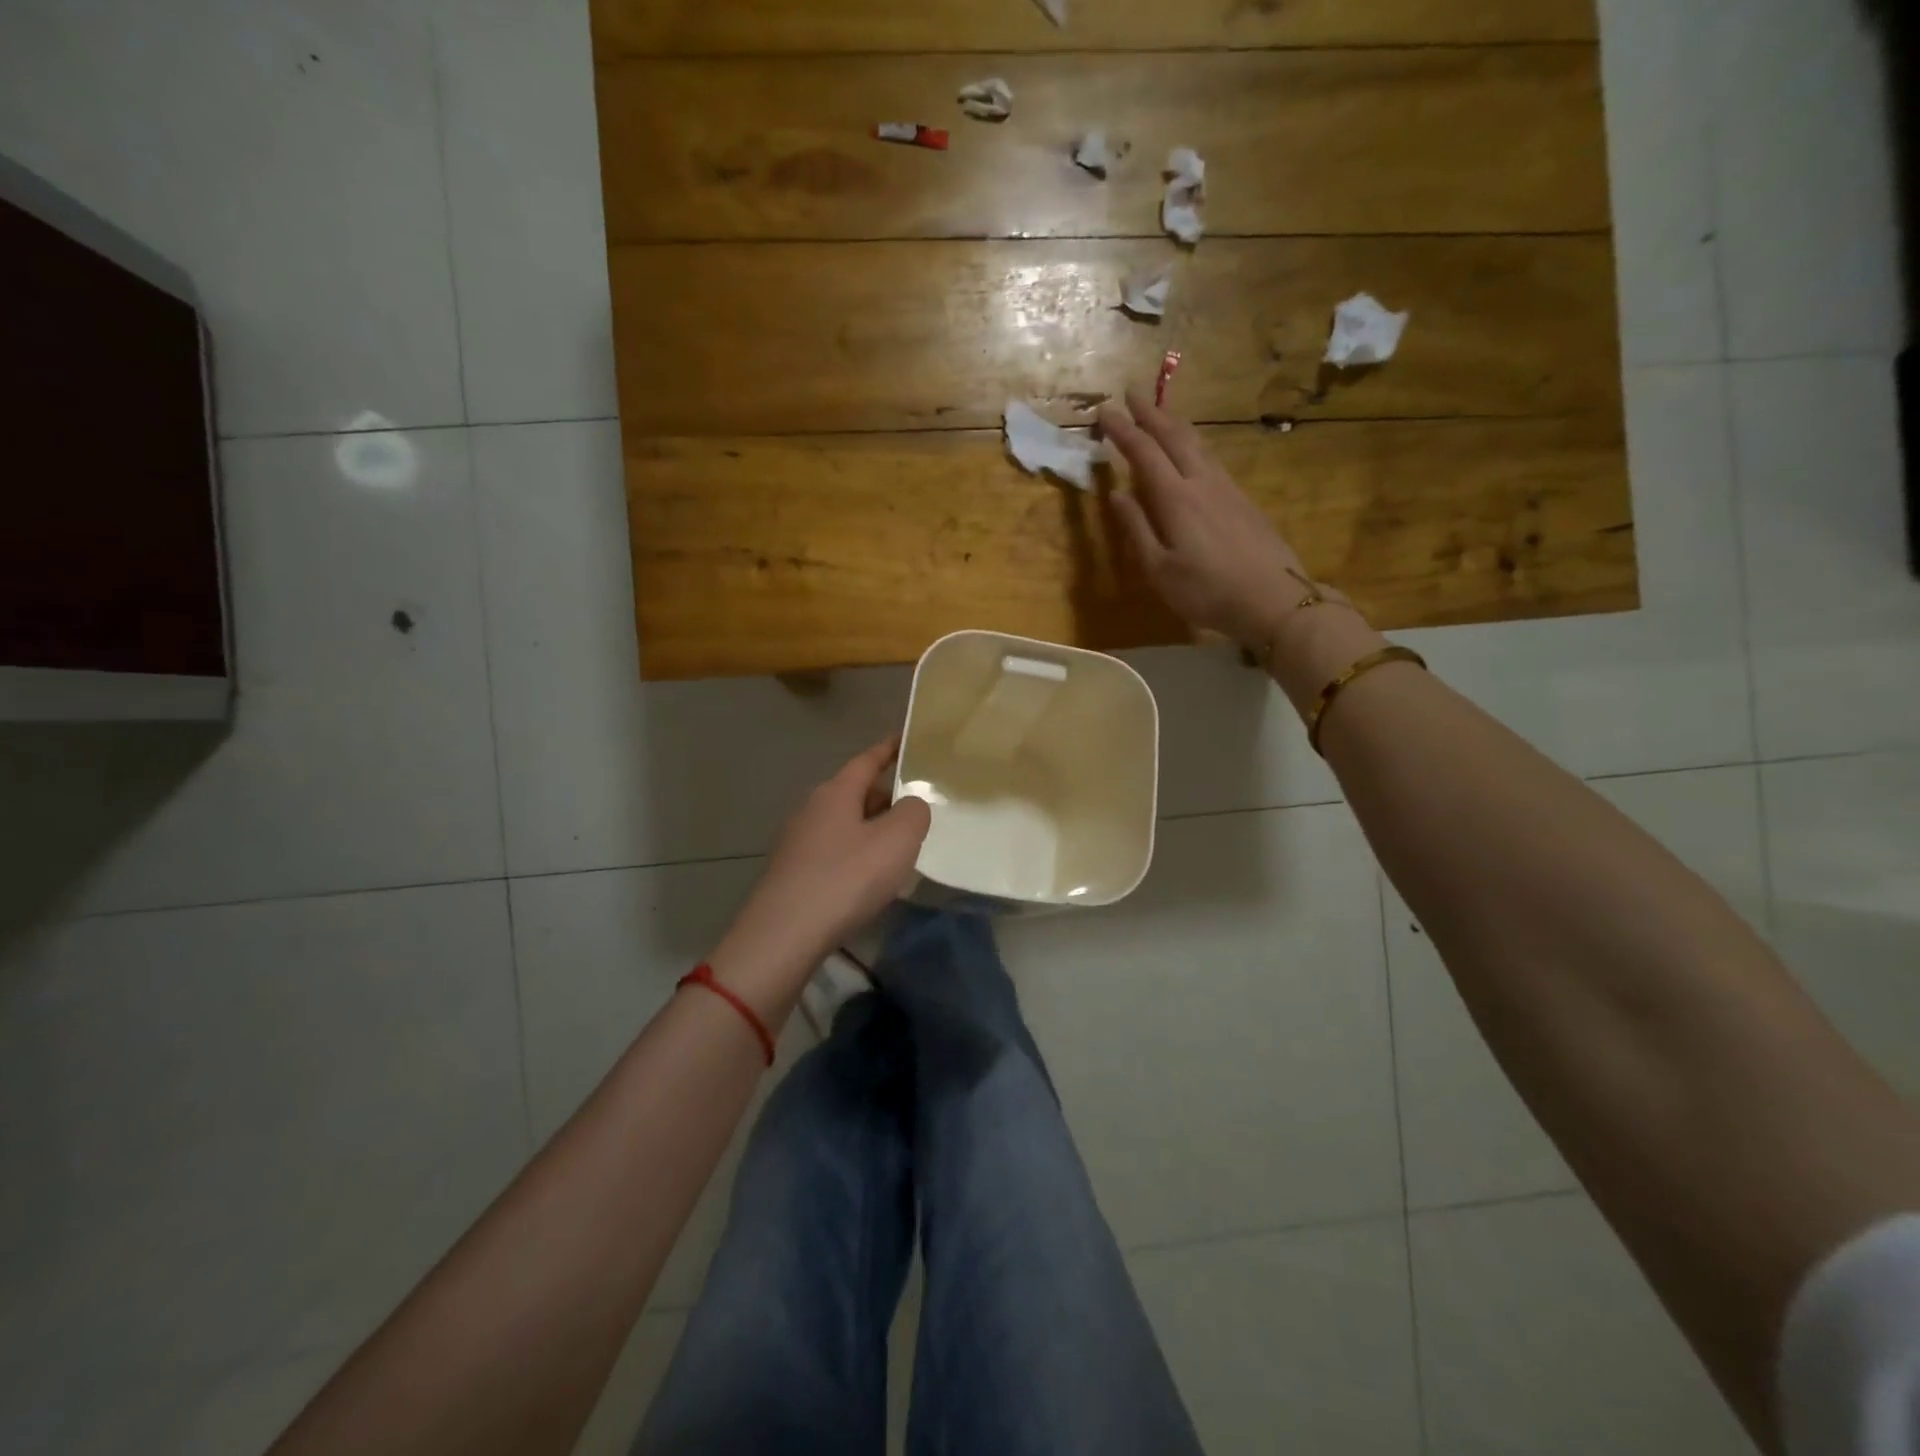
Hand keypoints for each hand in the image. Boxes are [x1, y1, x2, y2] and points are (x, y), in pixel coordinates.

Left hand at [709, 738, 931, 1014]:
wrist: (784, 936)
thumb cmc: (846, 879)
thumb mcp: (896, 840)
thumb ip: (914, 812)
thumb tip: (912, 804)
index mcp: (836, 792)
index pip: (867, 760)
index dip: (889, 750)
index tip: (908, 741)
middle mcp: (812, 809)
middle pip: (856, 793)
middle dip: (886, 796)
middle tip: (919, 804)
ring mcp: (798, 842)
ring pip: (845, 825)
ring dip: (873, 829)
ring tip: (902, 844)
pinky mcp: (793, 874)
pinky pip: (835, 852)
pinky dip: (857, 855)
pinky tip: (872, 878)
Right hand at [1099, 388, 1317, 650]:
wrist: (1273, 598)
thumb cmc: (1206, 591)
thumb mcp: (1159, 569)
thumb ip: (1137, 529)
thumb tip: (1116, 493)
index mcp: (1175, 498)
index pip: (1143, 452)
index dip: (1122, 430)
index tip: (1103, 411)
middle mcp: (1201, 482)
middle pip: (1174, 436)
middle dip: (1151, 413)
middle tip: (1131, 394)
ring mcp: (1227, 488)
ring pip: (1198, 443)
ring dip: (1174, 424)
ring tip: (1160, 414)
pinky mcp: (1243, 499)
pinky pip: (1212, 458)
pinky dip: (1193, 443)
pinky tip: (1192, 450)